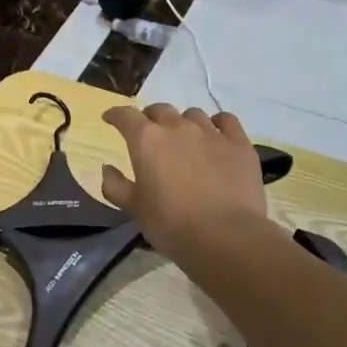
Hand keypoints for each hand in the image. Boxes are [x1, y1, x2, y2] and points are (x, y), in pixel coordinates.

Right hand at [101, 104, 270, 264]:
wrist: (224, 236)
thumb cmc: (170, 224)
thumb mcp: (134, 208)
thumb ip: (115, 185)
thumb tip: (107, 169)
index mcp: (147, 140)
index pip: (125, 116)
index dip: (115, 115)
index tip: (110, 119)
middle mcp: (178, 127)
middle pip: (160, 110)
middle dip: (150, 118)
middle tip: (149, 134)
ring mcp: (211, 133)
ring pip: (192, 114)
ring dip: (182, 122)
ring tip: (183, 138)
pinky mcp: (239, 144)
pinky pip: (226, 121)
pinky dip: (217, 123)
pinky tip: (215, 134)